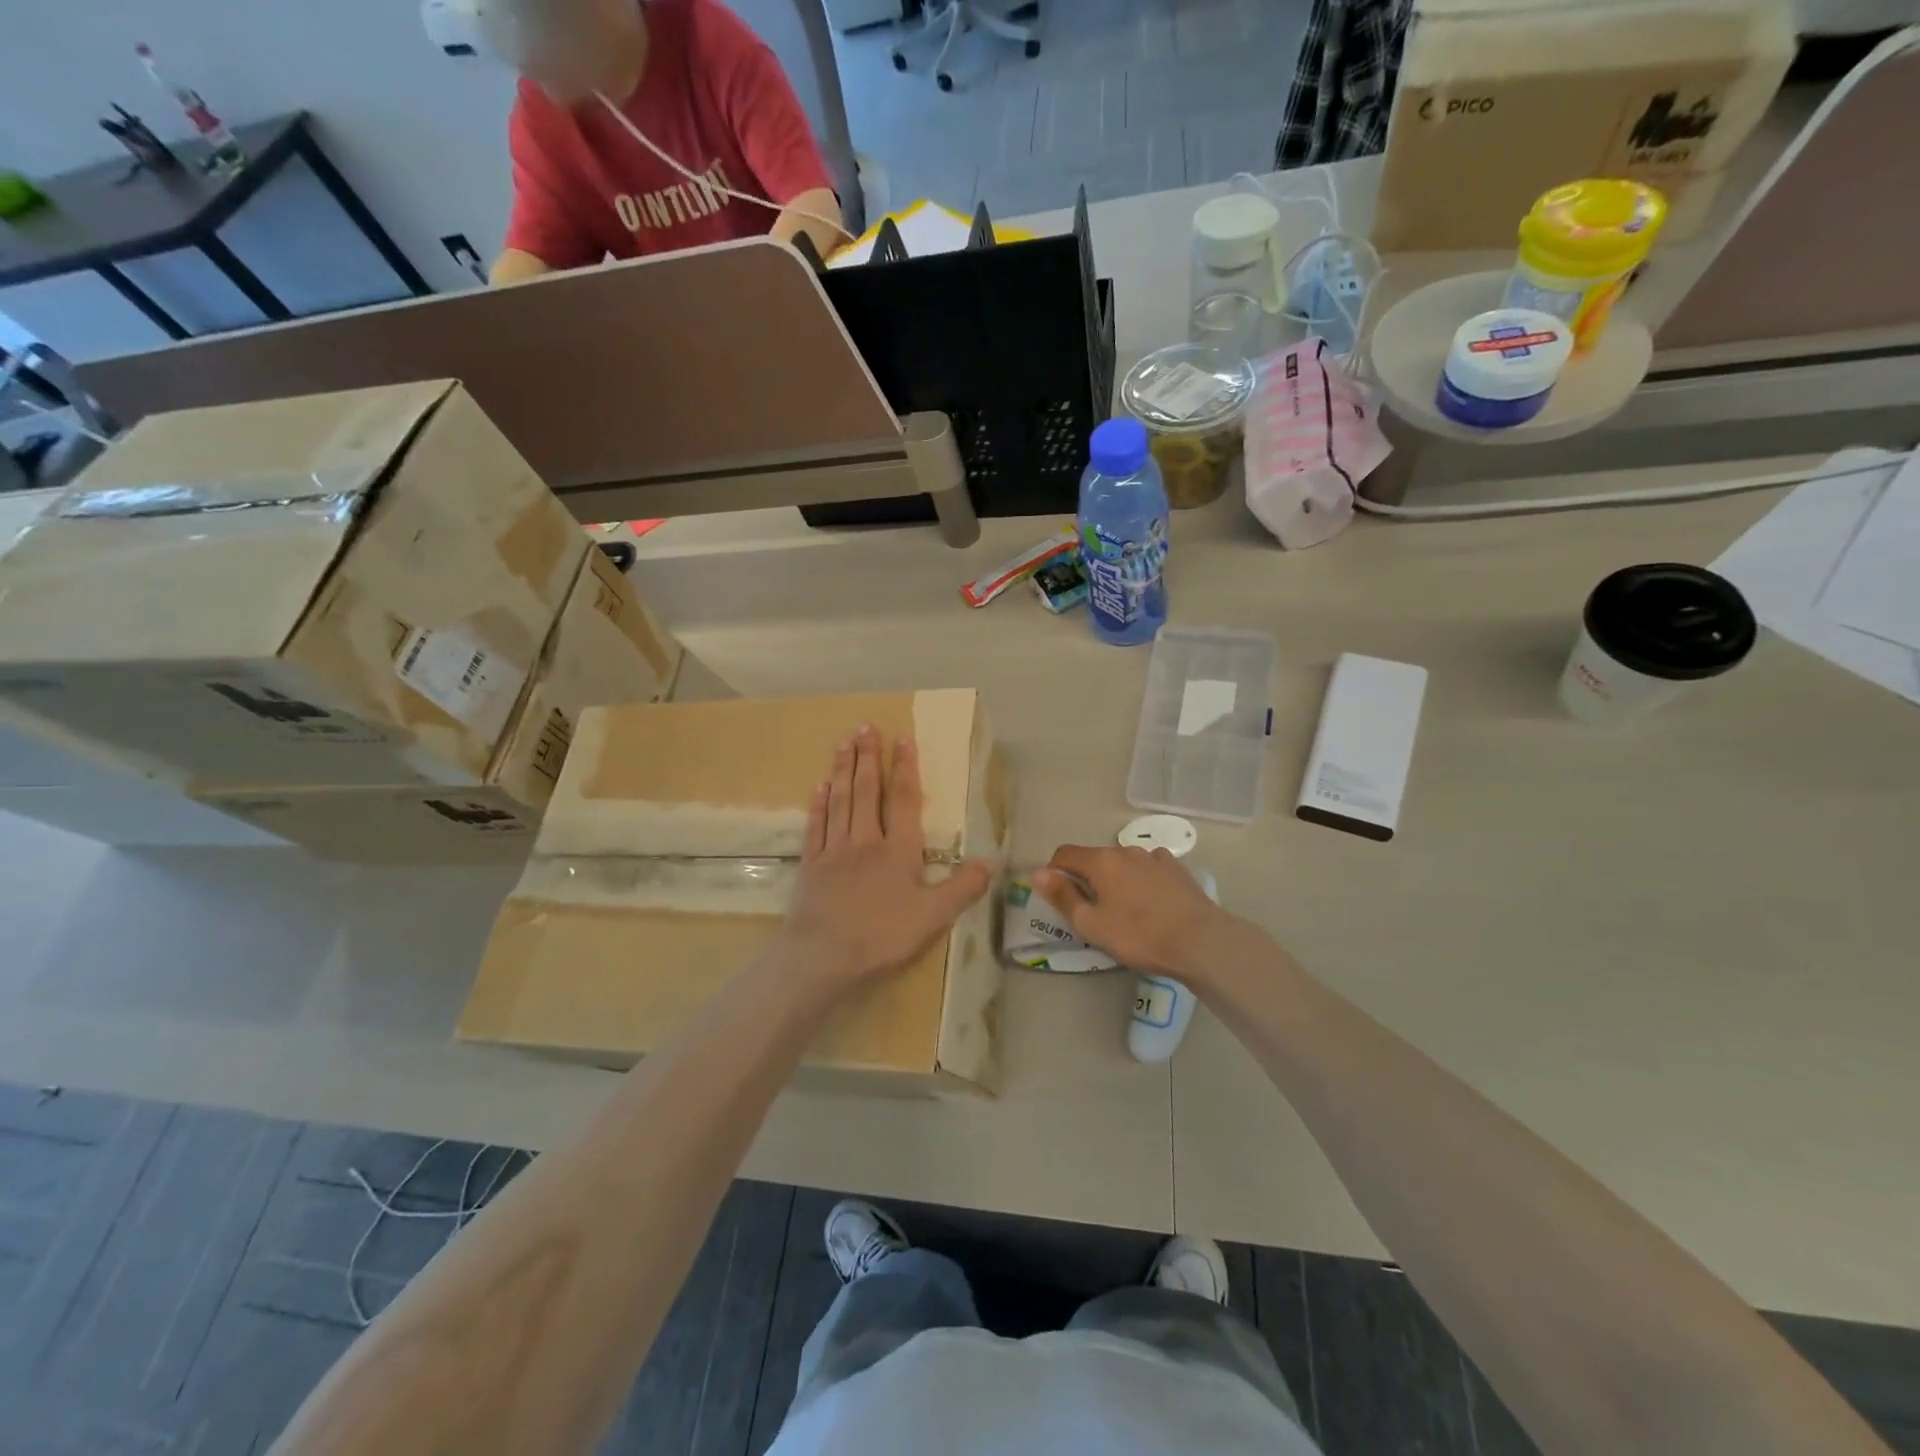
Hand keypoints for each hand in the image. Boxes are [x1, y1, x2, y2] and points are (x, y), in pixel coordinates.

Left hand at [781, 723, 992, 988]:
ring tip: (843, 742)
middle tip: (865, 726)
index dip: (905, 769)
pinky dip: (819, 804)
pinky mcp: (811, 865)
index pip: (904, 801)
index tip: (903, 739)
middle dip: (868, 757)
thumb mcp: (934, 918)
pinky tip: (820, 786)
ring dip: (843, 769)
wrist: (822, 957)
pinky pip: (816, 826)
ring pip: (841, 800)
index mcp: (898, 851)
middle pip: (867, 791)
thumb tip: (990, 861)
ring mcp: (834, 850)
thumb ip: (963, 888)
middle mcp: (865, 841)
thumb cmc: (882, 936)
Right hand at [1030, 845, 1230, 979]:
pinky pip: (1148, 868)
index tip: (1059, 899)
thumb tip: (1036, 873)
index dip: (1054, 873)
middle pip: (1094, 858)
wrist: (1202, 941)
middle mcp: (1125, 850)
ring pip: (1122, 863)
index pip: (1064, 854)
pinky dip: (1141, 880)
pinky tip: (1151, 903)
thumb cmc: (1140, 935)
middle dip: (1086, 879)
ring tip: (1125, 911)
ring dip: (1115, 880)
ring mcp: (1154, 856)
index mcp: (1100, 861)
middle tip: (1092, 913)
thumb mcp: (1092, 924)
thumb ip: (1062, 897)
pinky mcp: (1176, 868)